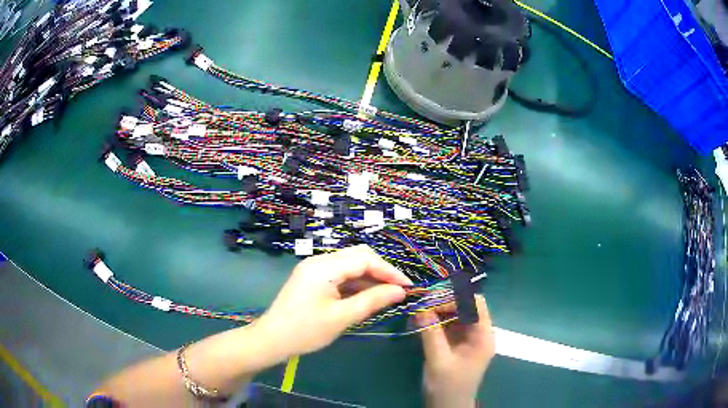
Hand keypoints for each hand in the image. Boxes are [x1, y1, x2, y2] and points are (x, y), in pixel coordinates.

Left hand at [256, 245, 411, 358]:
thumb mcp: (342, 317)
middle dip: (381, 271)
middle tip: (398, 290)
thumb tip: (400, 291)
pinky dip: (356, 283)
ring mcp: (314, 268)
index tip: (408, 286)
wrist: (271, 339)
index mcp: (324, 267)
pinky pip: (340, 274)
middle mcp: (319, 261)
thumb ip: (373, 301)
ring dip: (369, 277)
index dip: (389, 271)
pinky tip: (367, 296)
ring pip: (350, 265)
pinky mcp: (312, 278)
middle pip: (358, 256)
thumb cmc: (306, 331)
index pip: (365, 259)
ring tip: (387, 295)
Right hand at [417, 295, 493, 407]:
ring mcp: (469, 337)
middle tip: (422, 303)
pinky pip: (449, 323)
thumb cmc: (447, 386)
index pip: (475, 304)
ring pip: (457, 313)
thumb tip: (420, 307)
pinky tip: (421, 320)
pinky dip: (436, 319)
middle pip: (467, 306)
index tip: (431, 301)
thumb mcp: (438, 360)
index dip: (455, 298)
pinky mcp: (458, 342)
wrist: (448, 406)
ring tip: (419, 311)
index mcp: (483, 336)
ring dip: (438, 309)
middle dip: (445, 301)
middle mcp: (479, 333)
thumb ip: (431, 333)